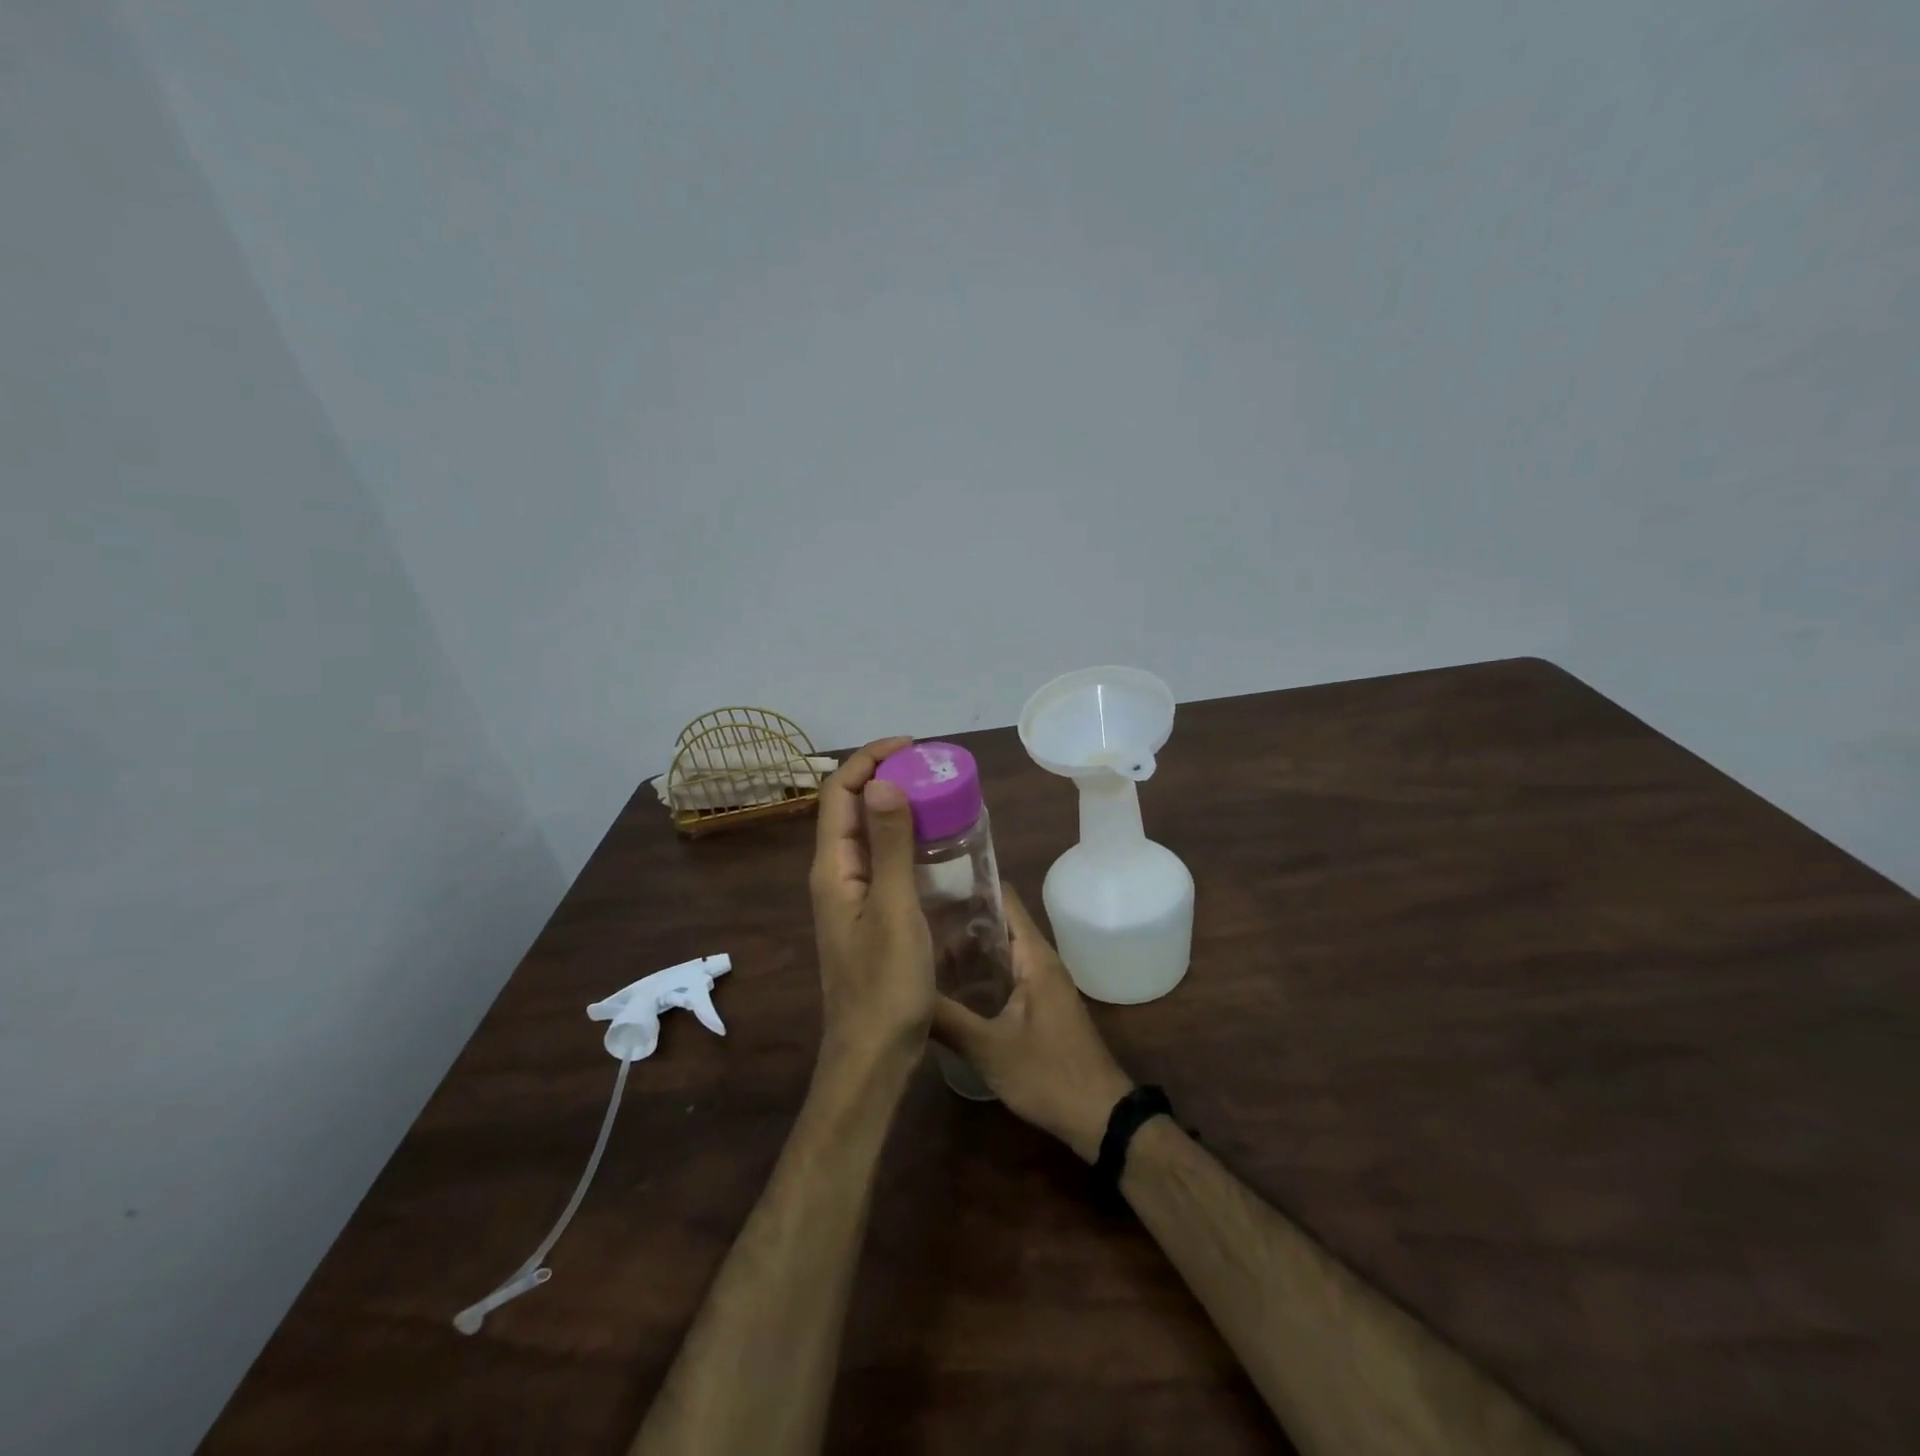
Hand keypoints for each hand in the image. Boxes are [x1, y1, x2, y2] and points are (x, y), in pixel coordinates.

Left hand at [809, 737, 935, 1077]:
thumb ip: (890, 846)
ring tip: (936, 794)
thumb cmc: (885, 985)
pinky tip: (935, 844)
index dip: (869, 760)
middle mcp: (835, 875)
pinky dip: (904, 840)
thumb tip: (883, 782)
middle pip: (849, 808)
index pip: (838, 792)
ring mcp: (851, 897)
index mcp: (832, 868)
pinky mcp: (869, 915)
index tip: (911, 748)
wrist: (873, 1055)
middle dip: (883, 777)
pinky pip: (882, 861)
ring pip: (867, 835)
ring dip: (894, 807)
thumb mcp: (894, 910)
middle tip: (930, 769)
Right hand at [932, 884, 1133, 1161]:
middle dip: (958, 917)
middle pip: (997, 922)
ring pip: (998, 951)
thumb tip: (901, 990)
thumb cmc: (1048, 1074)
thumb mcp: (989, 1048)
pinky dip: (977, 972)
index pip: (1003, 898)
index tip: (929, 880)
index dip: (969, 884)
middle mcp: (1038, 960)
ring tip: (918, 945)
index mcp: (1034, 956)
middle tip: (912, 916)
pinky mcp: (1037, 1004)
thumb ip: (946, 1018)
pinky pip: (1003, 974)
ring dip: (965, 948)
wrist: (1100, 1117)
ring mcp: (1040, 983)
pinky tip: (946, 984)